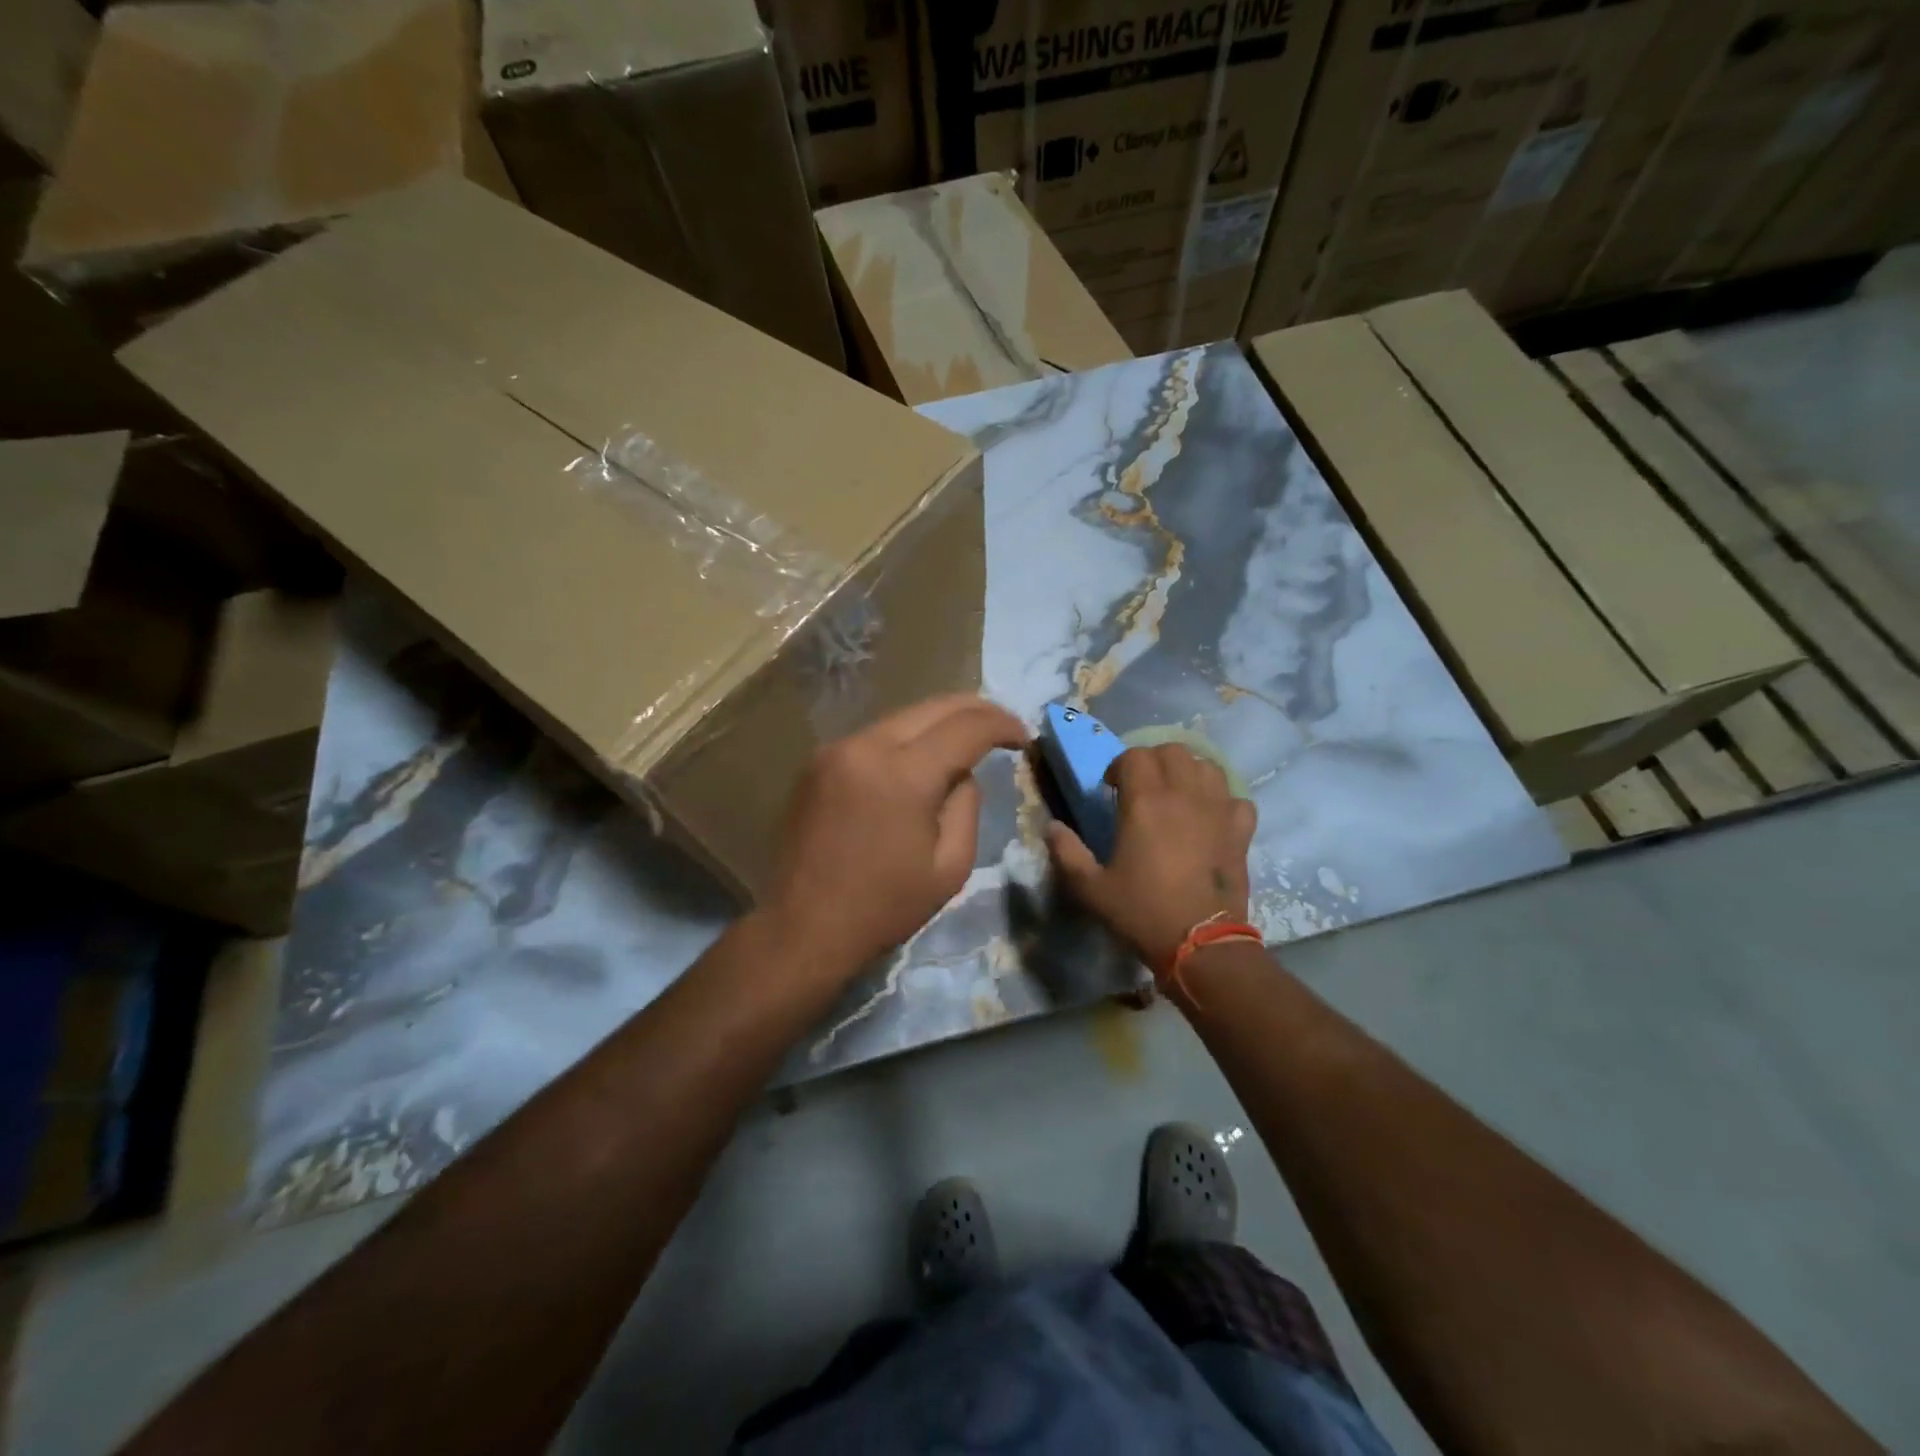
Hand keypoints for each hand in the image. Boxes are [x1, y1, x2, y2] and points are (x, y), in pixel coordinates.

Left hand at [763, 695, 1027, 975]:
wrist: (803, 927)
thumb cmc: (884, 906)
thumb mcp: (950, 866)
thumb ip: (966, 806)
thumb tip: (961, 774)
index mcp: (904, 774)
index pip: (966, 727)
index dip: (1001, 724)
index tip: (1023, 736)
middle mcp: (866, 746)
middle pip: (932, 707)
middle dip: (975, 710)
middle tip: (1003, 726)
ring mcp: (836, 749)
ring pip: (901, 717)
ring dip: (938, 723)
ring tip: (966, 740)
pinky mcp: (818, 762)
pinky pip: (875, 736)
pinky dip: (906, 739)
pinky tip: (921, 757)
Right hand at [1047, 744, 1256, 971]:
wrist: (1200, 944)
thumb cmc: (1141, 911)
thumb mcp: (1090, 888)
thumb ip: (1066, 853)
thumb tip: (1051, 827)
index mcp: (1145, 802)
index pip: (1135, 755)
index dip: (1119, 766)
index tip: (1111, 789)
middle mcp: (1184, 795)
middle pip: (1173, 751)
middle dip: (1154, 761)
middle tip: (1142, 788)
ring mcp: (1218, 811)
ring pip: (1207, 767)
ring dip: (1189, 773)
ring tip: (1176, 796)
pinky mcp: (1241, 831)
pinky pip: (1236, 799)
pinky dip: (1223, 801)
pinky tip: (1211, 818)